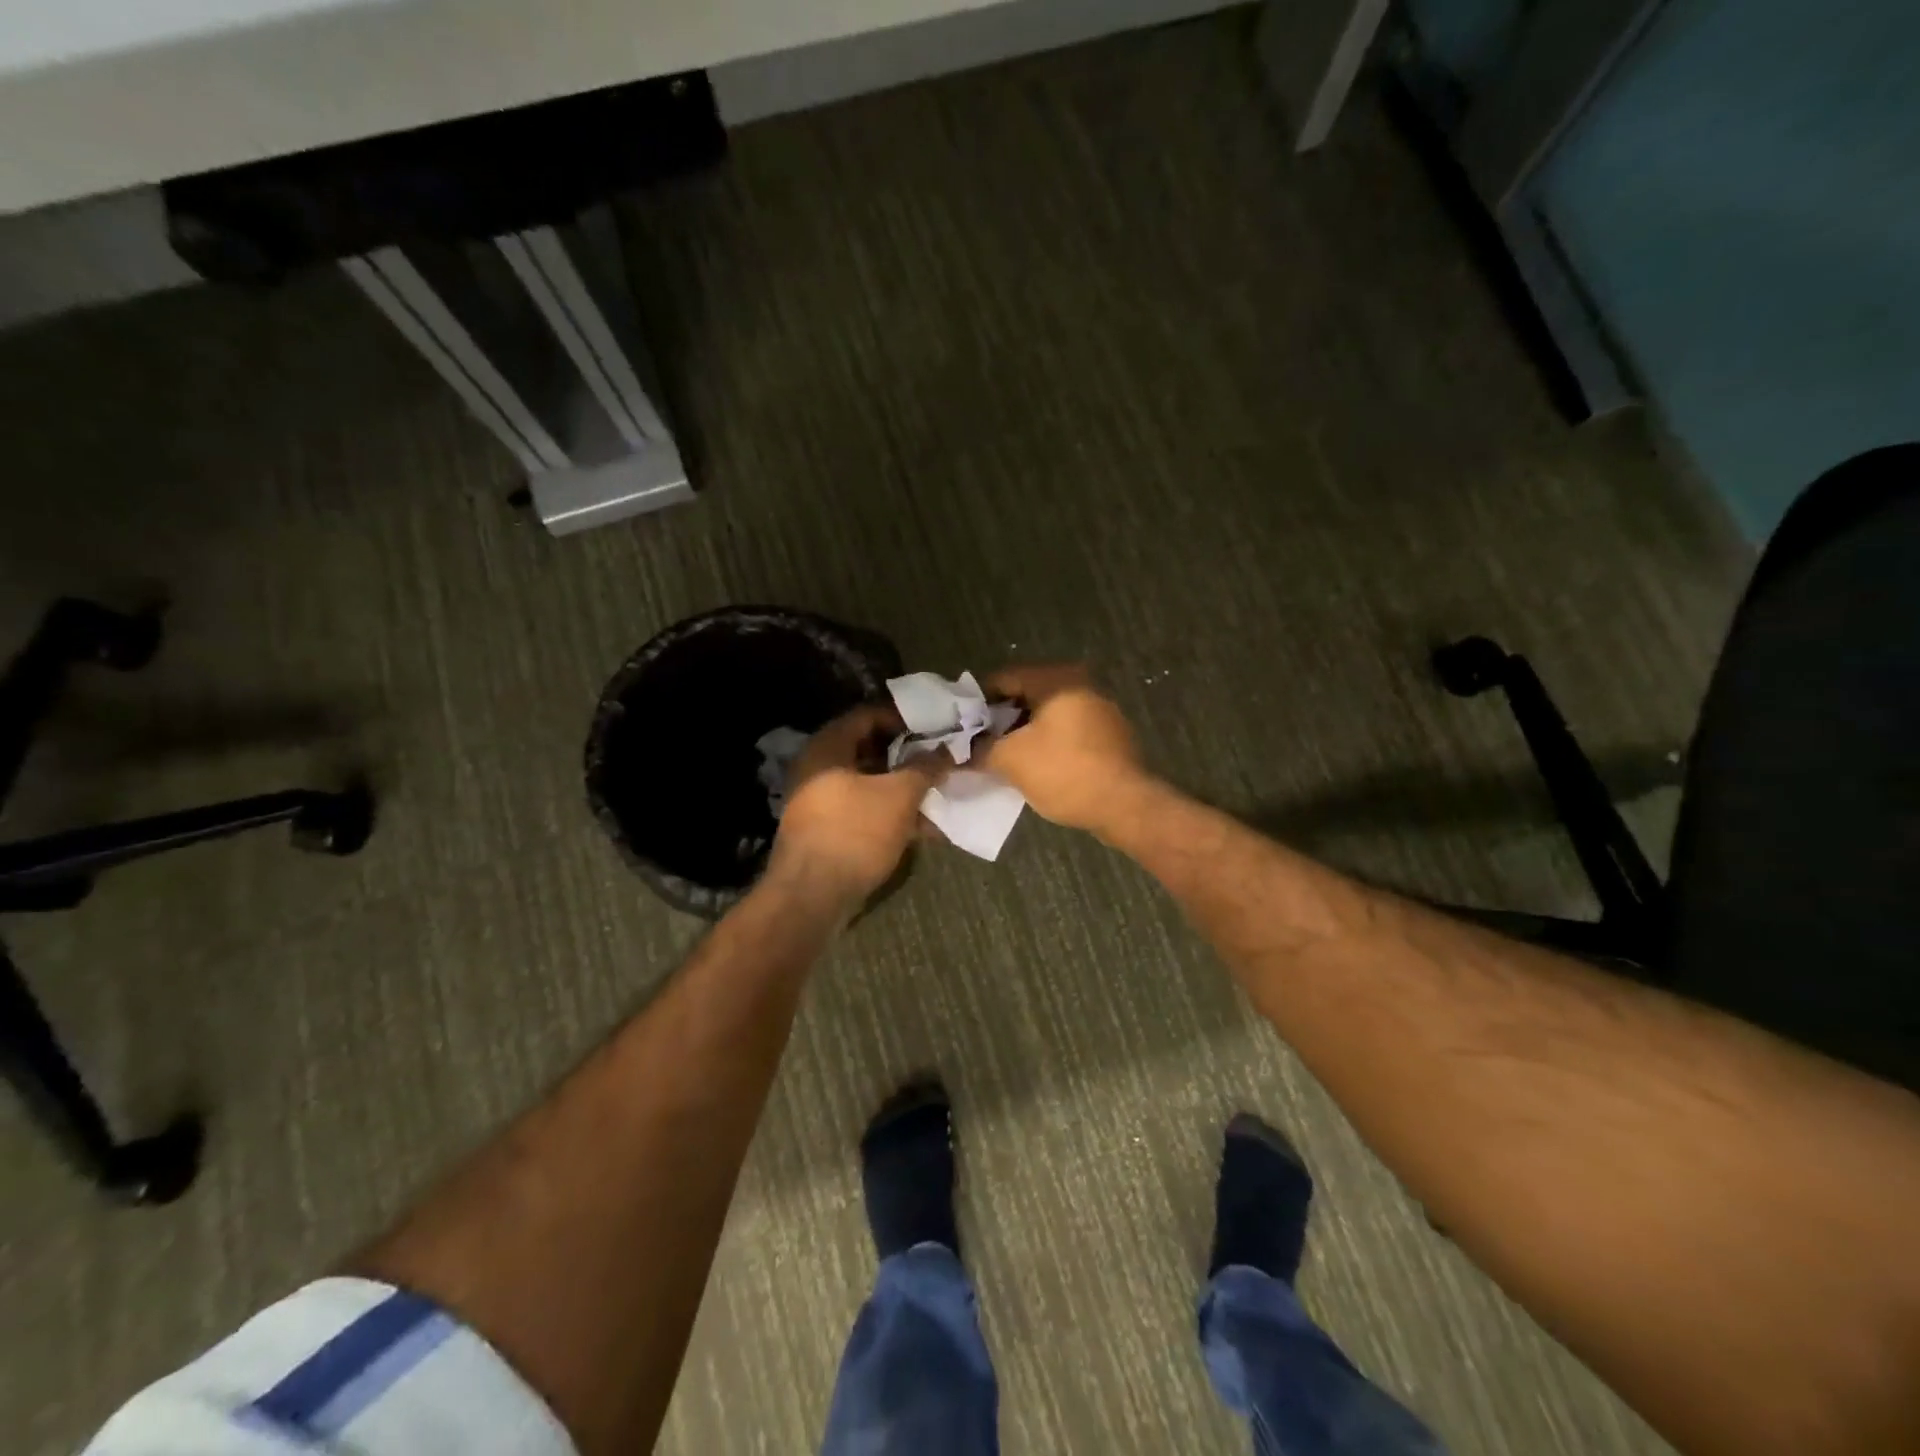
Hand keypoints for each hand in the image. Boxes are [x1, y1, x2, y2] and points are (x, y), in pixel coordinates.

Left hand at [771, 703, 944, 901]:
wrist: (811, 897)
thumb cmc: (855, 832)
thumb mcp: (899, 795)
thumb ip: (926, 767)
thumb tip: (948, 750)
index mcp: (828, 747)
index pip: (868, 715)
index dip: (904, 717)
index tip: (935, 725)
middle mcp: (818, 767)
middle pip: (869, 750)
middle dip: (908, 755)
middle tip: (940, 758)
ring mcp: (819, 801)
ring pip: (869, 783)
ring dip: (903, 787)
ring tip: (938, 792)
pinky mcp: (826, 830)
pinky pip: (863, 810)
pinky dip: (891, 812)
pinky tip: (922, 826)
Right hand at [973, 665, 1147, 832]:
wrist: (1124, 806)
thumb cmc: (1064, 772)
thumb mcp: (1011, 760)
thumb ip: (979, 749)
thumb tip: (957, 752)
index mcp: (1057, 679)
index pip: (1003, 678)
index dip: (976, 700)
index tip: (958, 724)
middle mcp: (1080, 685)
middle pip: (1025, 695)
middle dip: (997, 719)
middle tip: (974, 742)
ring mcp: (1098, 710)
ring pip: (1045, 715)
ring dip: (1020, 732)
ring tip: (997, 756)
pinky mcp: (1107, 735)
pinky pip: (1064, 731)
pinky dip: (1043, 742)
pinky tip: (1029, 765)